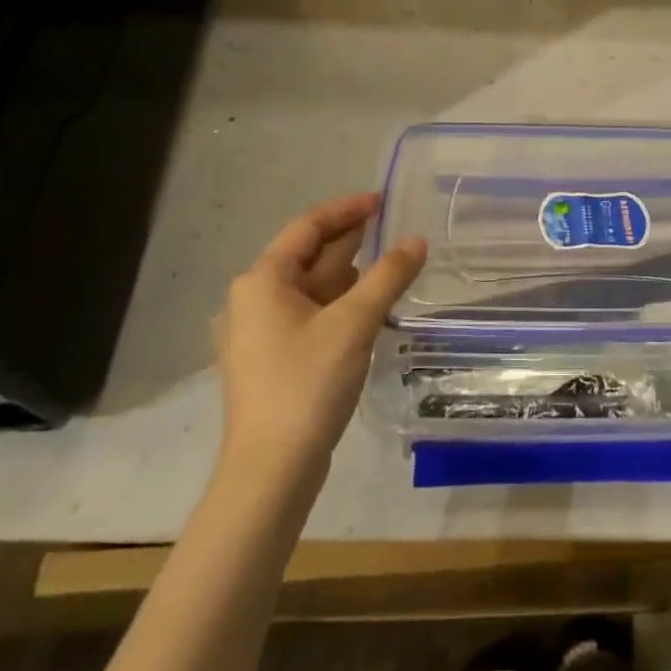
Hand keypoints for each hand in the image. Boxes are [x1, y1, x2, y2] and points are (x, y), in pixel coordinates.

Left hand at [215, 192, 425, 487]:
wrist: (271, 469)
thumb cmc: (306, 384)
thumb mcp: (353, 324)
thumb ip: (387, 277)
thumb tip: (416, 241)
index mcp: (262, 281)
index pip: (307, 227)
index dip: (346, 210)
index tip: (382, 200)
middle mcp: (253, 300)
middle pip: (307, 257)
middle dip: (350, 241)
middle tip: (393, 227)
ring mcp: (260, 333)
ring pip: (311, 289)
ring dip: (349, 275)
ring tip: (391, 265)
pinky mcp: (272, 361)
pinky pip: (310, 316)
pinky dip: (340, 305)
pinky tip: (370, 310)